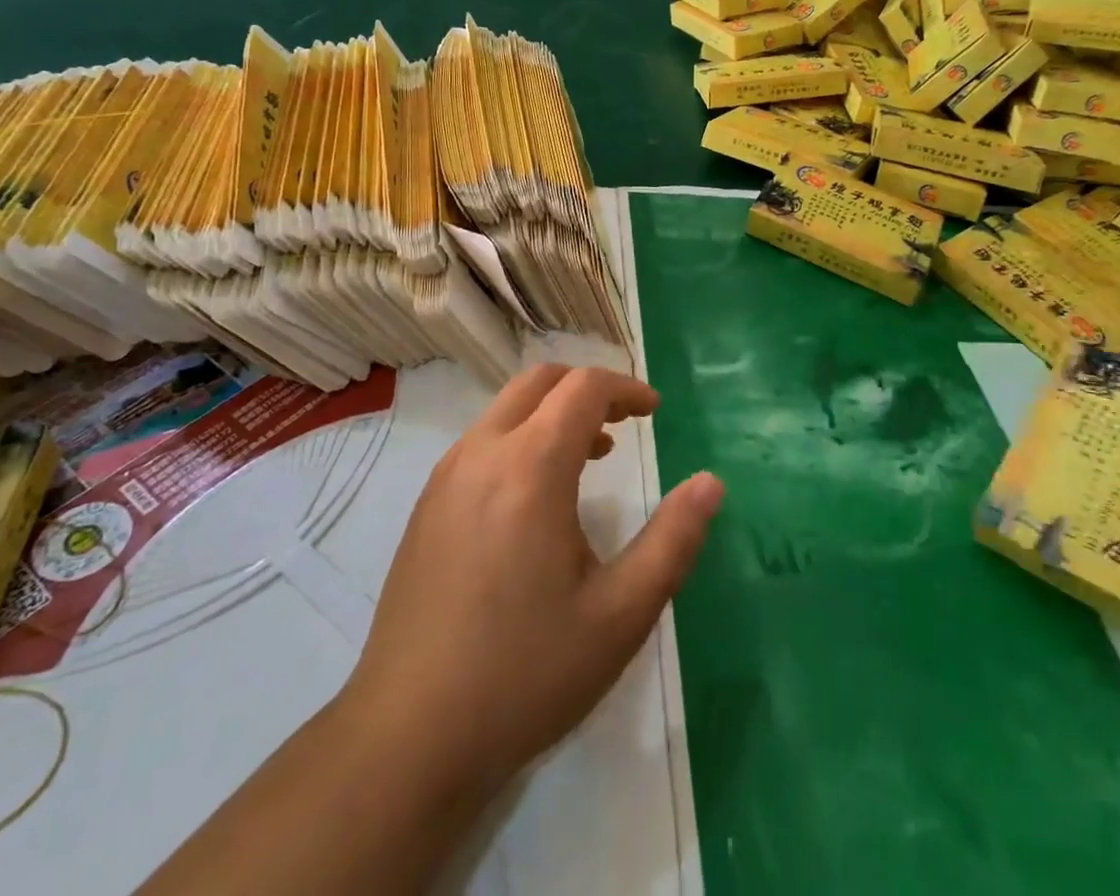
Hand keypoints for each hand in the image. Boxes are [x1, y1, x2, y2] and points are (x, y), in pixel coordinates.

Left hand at [342, 363, 723, 812]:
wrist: (408, 738)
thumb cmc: (525, 672)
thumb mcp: (620, 614)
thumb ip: (673, 540)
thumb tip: (711, 483)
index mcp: (531, 466)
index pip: (583, 388)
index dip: (626, 388)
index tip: (656, 412)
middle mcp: (482, 453)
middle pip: (540, 382)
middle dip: (588, 388)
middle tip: (625, 423)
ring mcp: (445, 477)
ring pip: (506, 409)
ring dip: (553, 413)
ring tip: (591, 456)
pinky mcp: (426, 506)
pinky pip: (482, 442)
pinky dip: (521, 438)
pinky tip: (537, 499)